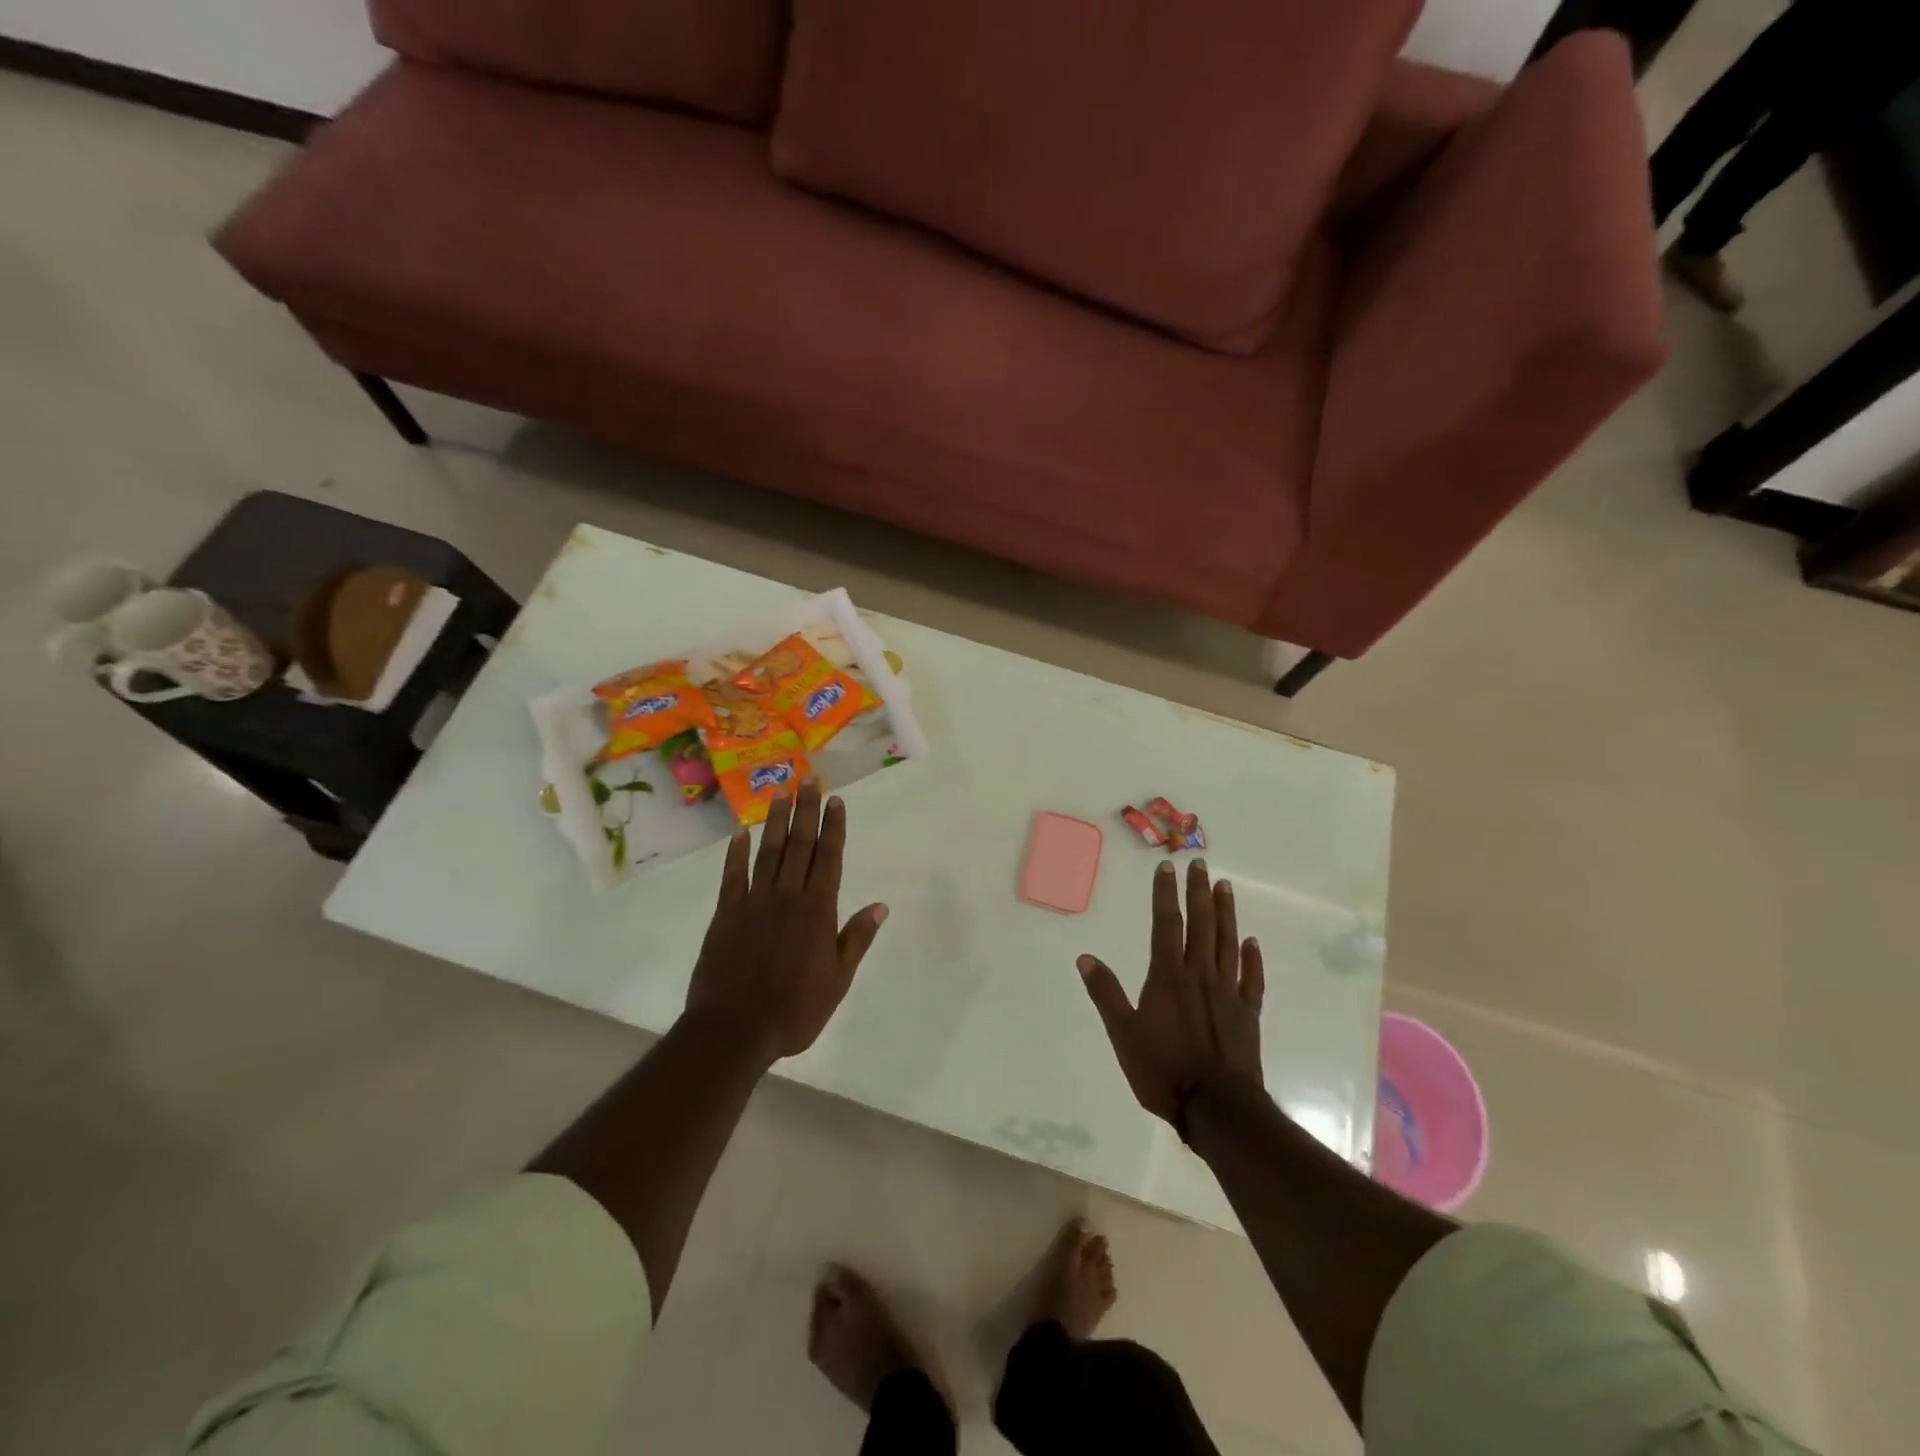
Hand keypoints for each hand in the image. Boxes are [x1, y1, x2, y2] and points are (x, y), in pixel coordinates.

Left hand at [685, 781, 888, 1064]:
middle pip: (800, 846)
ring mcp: (754, 903)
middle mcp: (787, 897)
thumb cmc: (794, 1010)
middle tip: (808, 779)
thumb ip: (856, 939)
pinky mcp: (726, 915)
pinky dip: (736, 854)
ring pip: (768, 852)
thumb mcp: (838, 981)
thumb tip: (880, 906)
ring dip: (775, 821)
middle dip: (806, 811)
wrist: (735, 1030)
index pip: (829, 859)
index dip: (833, 827)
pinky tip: (739, 834)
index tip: (835, 800)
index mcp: (817, 910)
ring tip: (780, 793)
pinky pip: (732, 877)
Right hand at [1076, 858, 1264, 1127]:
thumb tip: (1085, 957)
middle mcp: (1200, 975)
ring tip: (1225, 887)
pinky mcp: (1248, 1014)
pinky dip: (1252, 959)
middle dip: (1199, 892)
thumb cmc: (1162, 1069)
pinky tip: (1252, 943)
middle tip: (1201, 863)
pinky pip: (1252, 979)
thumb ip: (1106, 993)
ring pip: (1228, 944)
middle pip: (1201, 925)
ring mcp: (1228, 993)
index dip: (1165, 894)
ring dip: (1226, 913)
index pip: (1166, 924)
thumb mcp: (1122, 1033)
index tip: (1167, 867)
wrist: (1216, 1108)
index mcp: (1168, 976)